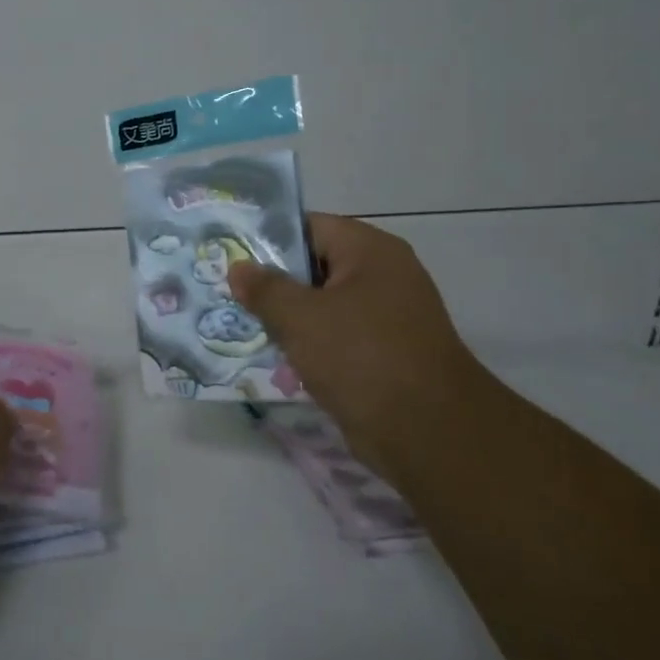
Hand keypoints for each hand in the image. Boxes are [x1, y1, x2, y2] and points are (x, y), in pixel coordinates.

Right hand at [229, 214, 492, 473]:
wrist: (428, 433)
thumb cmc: (361, 357)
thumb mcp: (300, 317)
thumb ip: (264, 289)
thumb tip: (238, 268)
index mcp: (370, 250)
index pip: (309, 227)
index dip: (268, 239)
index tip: (231, 257)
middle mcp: (384, 275)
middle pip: (316, 266)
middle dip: (275, 284)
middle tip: (232, 295)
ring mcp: (388, 316)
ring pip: (324, 306)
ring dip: (290, 319)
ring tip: (248, 328)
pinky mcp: (386, 353)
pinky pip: (338, 338)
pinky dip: (311, 346)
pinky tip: (280, 360)